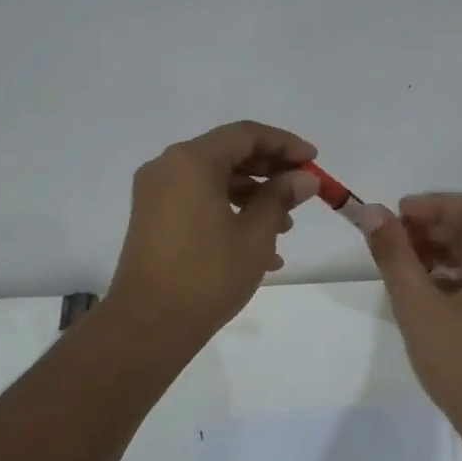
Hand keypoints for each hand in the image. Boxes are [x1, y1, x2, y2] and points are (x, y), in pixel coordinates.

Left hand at [107, 120, 317, 345]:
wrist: (148, 325)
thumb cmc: (207, 275)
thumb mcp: (254, 235)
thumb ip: (280, 197)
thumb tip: (303, 178)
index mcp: (191, 161)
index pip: (246, 135)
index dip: (285, 144)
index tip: (313, 161)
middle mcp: (168, 167)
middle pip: (228, 154)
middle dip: (270, 170)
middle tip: (303, 191)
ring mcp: (156, 194)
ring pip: (214, 180)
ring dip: (253, 196)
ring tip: (286, 227)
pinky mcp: (153, 219)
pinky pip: (198, 202)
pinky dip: (229, 213)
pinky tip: (260, 249)